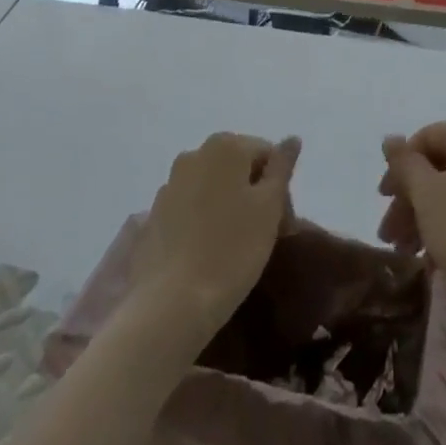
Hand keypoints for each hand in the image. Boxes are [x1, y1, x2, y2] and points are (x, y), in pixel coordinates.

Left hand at [132, 132, 300, 343]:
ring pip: (213, 187)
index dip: (281, 188)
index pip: (267, 154)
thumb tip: (292, 139)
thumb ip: (282, 167)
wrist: (170, 305)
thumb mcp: (270, 207)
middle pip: (238, 167)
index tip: (285, 225)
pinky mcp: (153, 216)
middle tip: (267, 236)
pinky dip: (203, 222)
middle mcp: (194, 154)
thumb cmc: (232, 250)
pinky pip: (189, 209)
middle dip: (255, 195)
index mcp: (225, 146)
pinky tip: (208, 252)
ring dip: (229, 207)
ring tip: (237, 247)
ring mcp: (170, 185)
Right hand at [379, 118, 445, 321]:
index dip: (399, 169)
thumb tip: (390, 138)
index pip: (425, 139)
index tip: (382, 201)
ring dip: (428, 213)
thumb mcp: (425, 194)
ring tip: (407, 250)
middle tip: (390, 234)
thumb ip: (404, 162)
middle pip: (442, 165)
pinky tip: (434, 254)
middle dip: (411, 198)